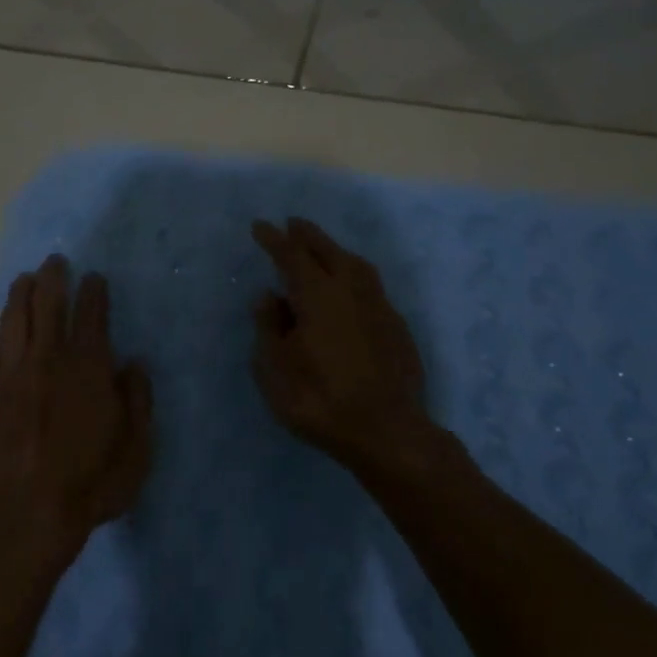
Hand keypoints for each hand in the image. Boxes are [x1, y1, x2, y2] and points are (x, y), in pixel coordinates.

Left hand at [0, 254, 152, 554]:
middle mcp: (48, 360)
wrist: (28, 514)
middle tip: (54, 261)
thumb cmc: (91, 482)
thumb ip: (137, 400)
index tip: (94, 278)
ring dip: (17, 297)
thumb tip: (133, 364)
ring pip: (12, 323)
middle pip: (47, 306)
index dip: (94, 292)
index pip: (92, 316)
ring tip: (22, 281)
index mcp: (88, 368)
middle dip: (52, 278)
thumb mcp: (136, 447)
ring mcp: (11, 377)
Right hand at [251, 217, 436, 472]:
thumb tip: (269, 296)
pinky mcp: (396, 326)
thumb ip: (268, 328)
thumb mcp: (274, 370)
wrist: (387, 432)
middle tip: (292, 224)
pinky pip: (370, 285)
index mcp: (317, 297)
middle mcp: (350, 291)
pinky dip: (354, 274)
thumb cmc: (319, 400)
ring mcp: (378, 306)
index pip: (291, 257)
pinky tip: (349, 288)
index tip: (260, 226)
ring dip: (335, 251)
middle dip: (308, 236)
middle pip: (328, 251)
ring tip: (322, 248)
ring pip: (356, 265)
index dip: (274, 240)